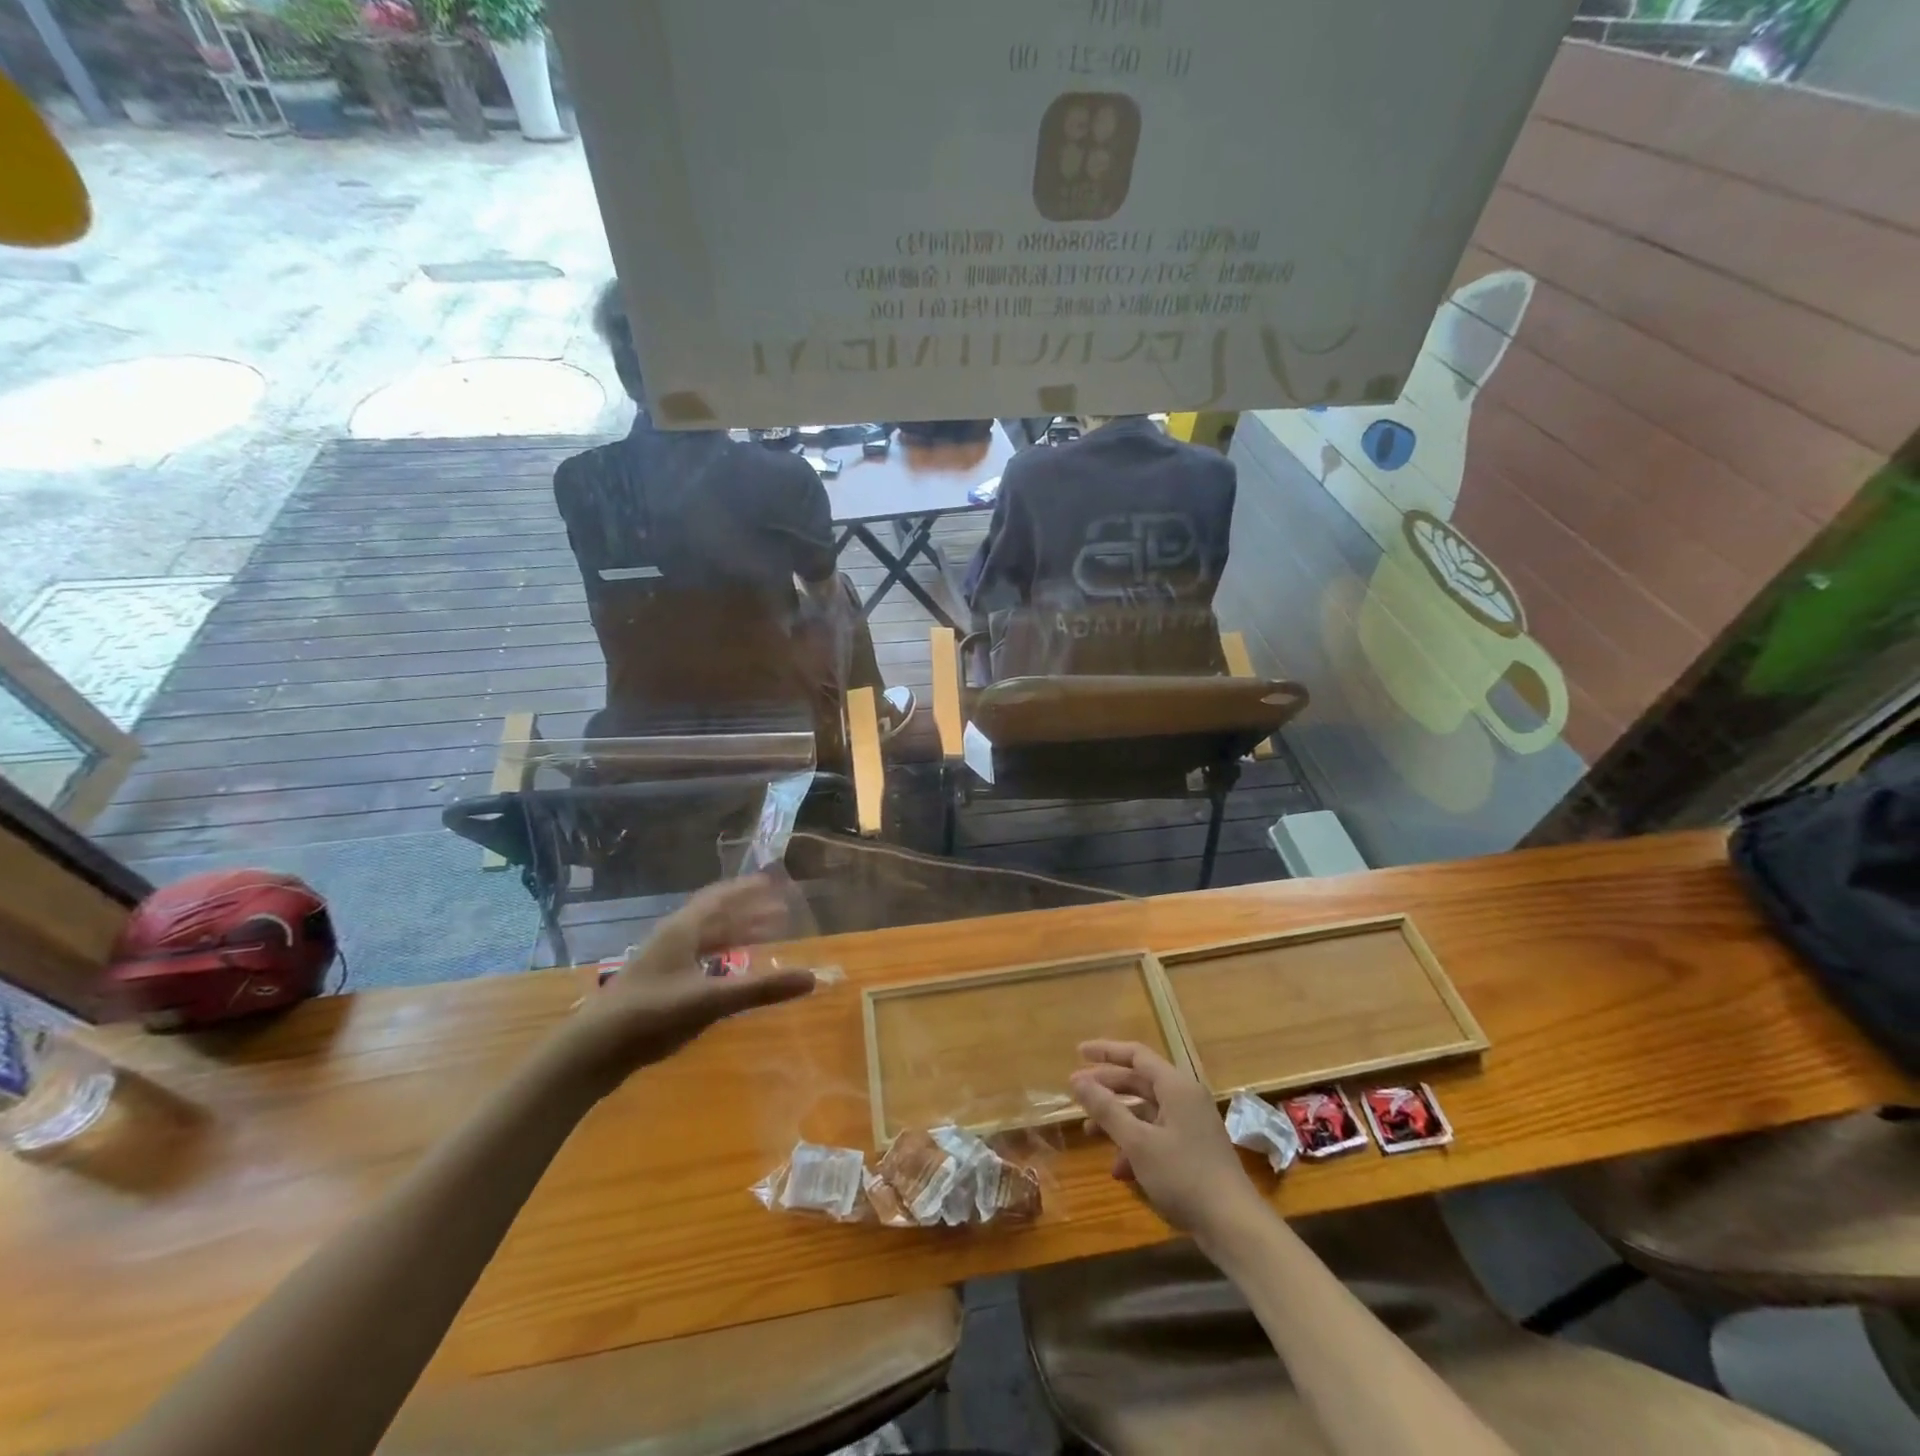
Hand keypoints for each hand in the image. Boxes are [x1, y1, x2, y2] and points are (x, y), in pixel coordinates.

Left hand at [552, 876, 815, 1099]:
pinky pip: (698, 960)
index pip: (720, 898)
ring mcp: (663, 963)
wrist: (592, 1051)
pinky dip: (721, 958)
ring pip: (706, 939)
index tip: (772, 882)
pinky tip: (730, 973)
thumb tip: (811, 977)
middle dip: (748, 912)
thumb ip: (760, 989)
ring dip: (735, 934)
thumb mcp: (711, 1000)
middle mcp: (673, 940)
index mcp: (683, 930)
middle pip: (715, 917)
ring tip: (763, 937)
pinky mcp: (658, 987)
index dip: (746, 889)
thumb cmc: (651, 1015)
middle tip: (780, 911)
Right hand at [1068, 1040, 1265, 1238]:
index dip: (1106, 1052)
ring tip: (1088, 1132)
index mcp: (1176, 1086)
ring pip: (1146, 1110)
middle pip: (1139, 1081)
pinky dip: (1135, 1144)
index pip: (1136, 1055)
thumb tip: (1077, 1080)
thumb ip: (1106, 1109)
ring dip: (1117, 1119)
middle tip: (1076, 1092)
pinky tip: (1118, 1169)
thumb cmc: (1184, 1176)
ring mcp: (1191, 1125)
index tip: (1078, 1053)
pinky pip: (1156, 1134)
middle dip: (1107, 1087)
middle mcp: (1185, 1098)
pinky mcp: (1193, 1150)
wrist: (1234, 1226)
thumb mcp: (1138, 1143)